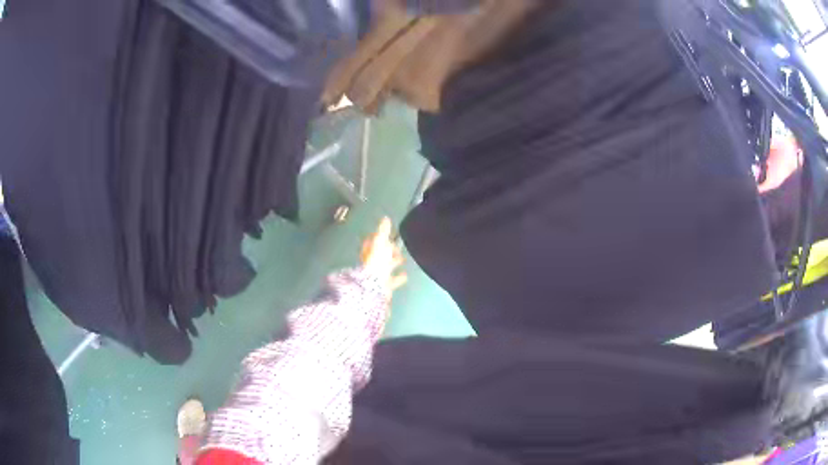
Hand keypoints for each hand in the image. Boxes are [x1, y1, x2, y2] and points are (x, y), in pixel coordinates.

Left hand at [360, 217, 407, 294]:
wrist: (374, 286)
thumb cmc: (376, 262)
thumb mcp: (380, 243)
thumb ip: (383, 231)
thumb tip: (385, 218)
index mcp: (369, 251)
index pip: (374, 241)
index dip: (380, 237)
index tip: (390, 234)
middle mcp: (372, 262)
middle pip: (381, 254)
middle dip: (389, 250)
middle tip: (398, 247)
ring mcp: (377, 274)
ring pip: (386, 266)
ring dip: (394, 262)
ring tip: (404, 259)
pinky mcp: (384, 285)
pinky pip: (392, 279)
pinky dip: (399, 277)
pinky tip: (405, 275)